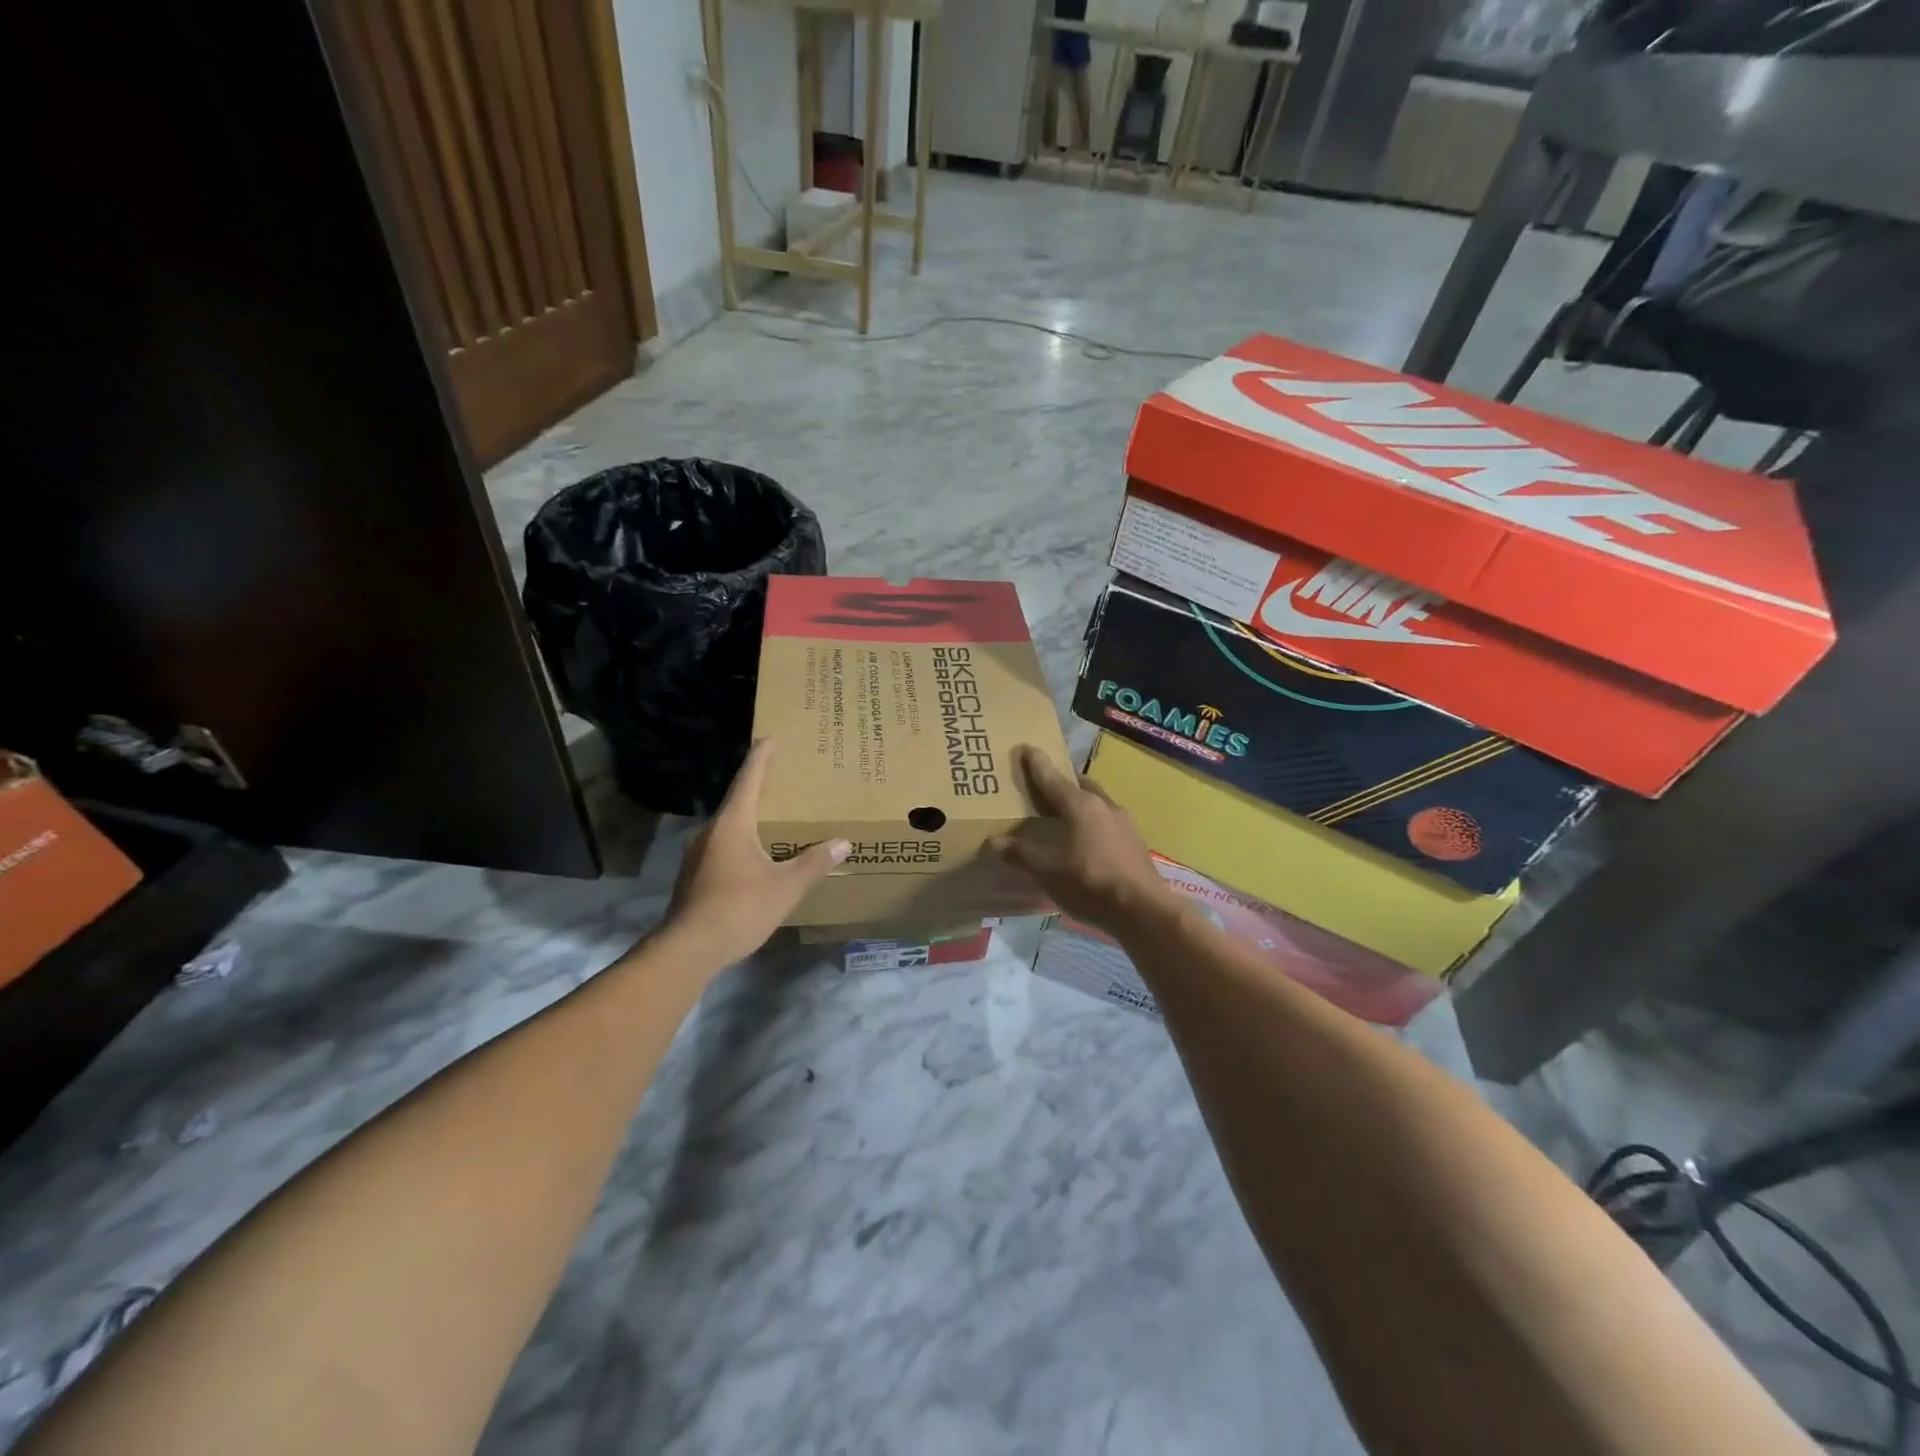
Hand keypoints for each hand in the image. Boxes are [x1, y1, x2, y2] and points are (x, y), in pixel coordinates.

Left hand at [661, 739, 848, 967]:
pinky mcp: (695, 877)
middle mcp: (711, 832)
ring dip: (750, 817)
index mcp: (732, 824)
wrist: (688, 950)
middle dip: (759, 787)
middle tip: (782, 777)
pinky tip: (757, 856)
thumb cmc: (739, 909)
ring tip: (773, 818)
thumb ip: (814, 863)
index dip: (762, 757)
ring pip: (729, 827)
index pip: (749, 780)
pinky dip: (742, 841)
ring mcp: (698, 855)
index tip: (771, 737)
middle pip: (738, 800)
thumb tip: (843, 842)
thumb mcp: (785, 886)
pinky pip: (723, 847)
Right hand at [988, 745, 1171, 935]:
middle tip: (1046, 786)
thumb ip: (1020, 853)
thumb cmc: (1089, 880)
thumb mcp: (1047, 869)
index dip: (1036, 764)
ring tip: (1065, 815)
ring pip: (1097, 803)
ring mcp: (1124, 823)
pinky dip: (1093, 824)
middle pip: (1079, 785)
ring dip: (1080, 804)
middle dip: (1063, 782)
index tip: (1027, 748)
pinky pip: (1107, 823)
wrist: (1141, 909)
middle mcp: (1104, 805)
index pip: (1052, 778)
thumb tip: (994, 841)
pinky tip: (1087, 841)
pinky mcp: (1135, 842)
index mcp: (1080, 804)